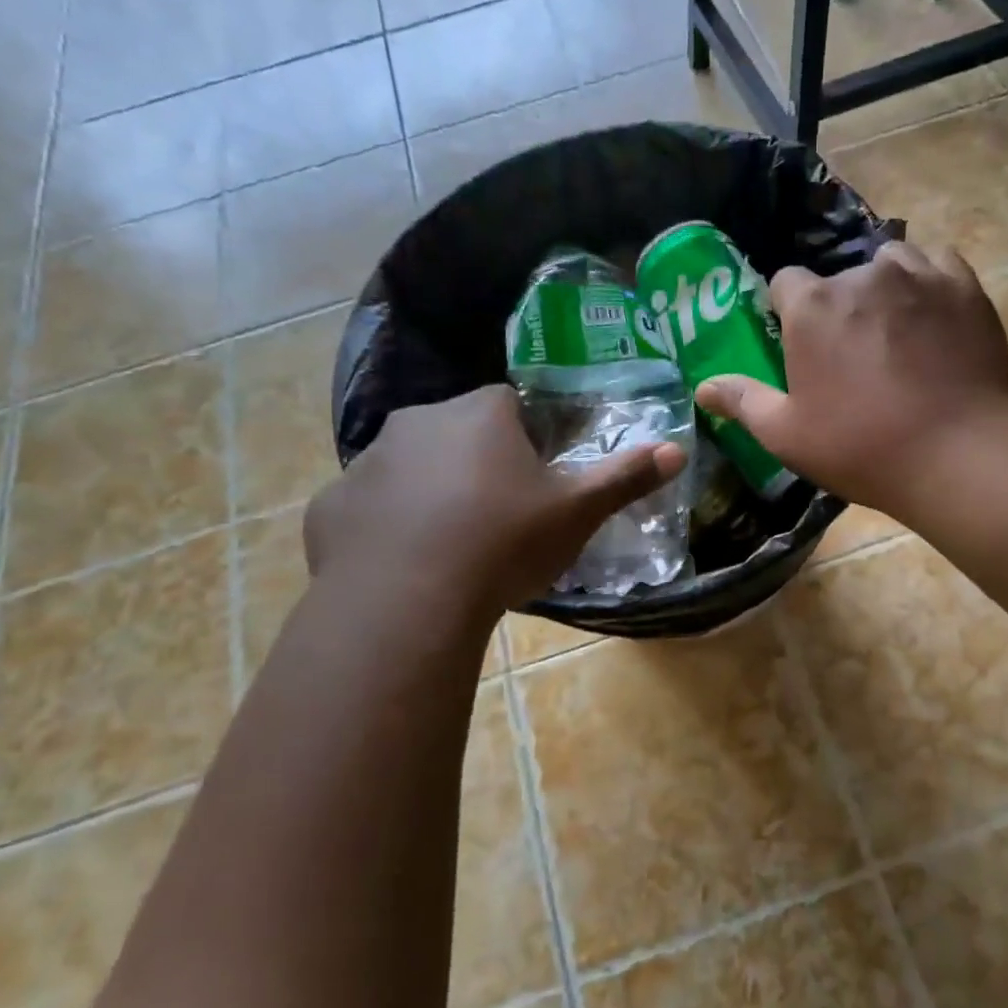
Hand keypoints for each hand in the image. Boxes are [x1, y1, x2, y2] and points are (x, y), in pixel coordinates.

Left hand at [305, 387, 686, 620]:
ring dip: (428, 492)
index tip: (535, 480)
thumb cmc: (504, 542)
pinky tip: (403, 566)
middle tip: (498, 516)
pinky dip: (384, 528)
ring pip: (408, 468)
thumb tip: (678, 449)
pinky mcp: (329, 507)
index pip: (508, 405)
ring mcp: (365, 464)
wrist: (408, 602)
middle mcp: (417, 423)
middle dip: (476, 462)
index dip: (526, 439)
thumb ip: (625, 477)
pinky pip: (366, 508)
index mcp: (479, 415)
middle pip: (456, 432)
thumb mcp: (576, 512)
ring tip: (450, 545)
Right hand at [695, 241, 1007, 515]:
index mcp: (812, 307)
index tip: (800, 345)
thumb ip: (742, 401)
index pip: (785, 283)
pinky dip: (928, 282)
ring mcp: (918, 275)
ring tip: (894, 331)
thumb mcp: (786, 434)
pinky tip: (932, 314)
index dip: (788, 312)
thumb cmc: (861, 447)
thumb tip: (702, 386)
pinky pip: (937, 264)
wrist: (958, 455)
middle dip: (838, 309)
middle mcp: (861, 276)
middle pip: (838, 279)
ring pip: (888, 264)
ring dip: (883, 289)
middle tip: (853, 357)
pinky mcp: (963, 287)